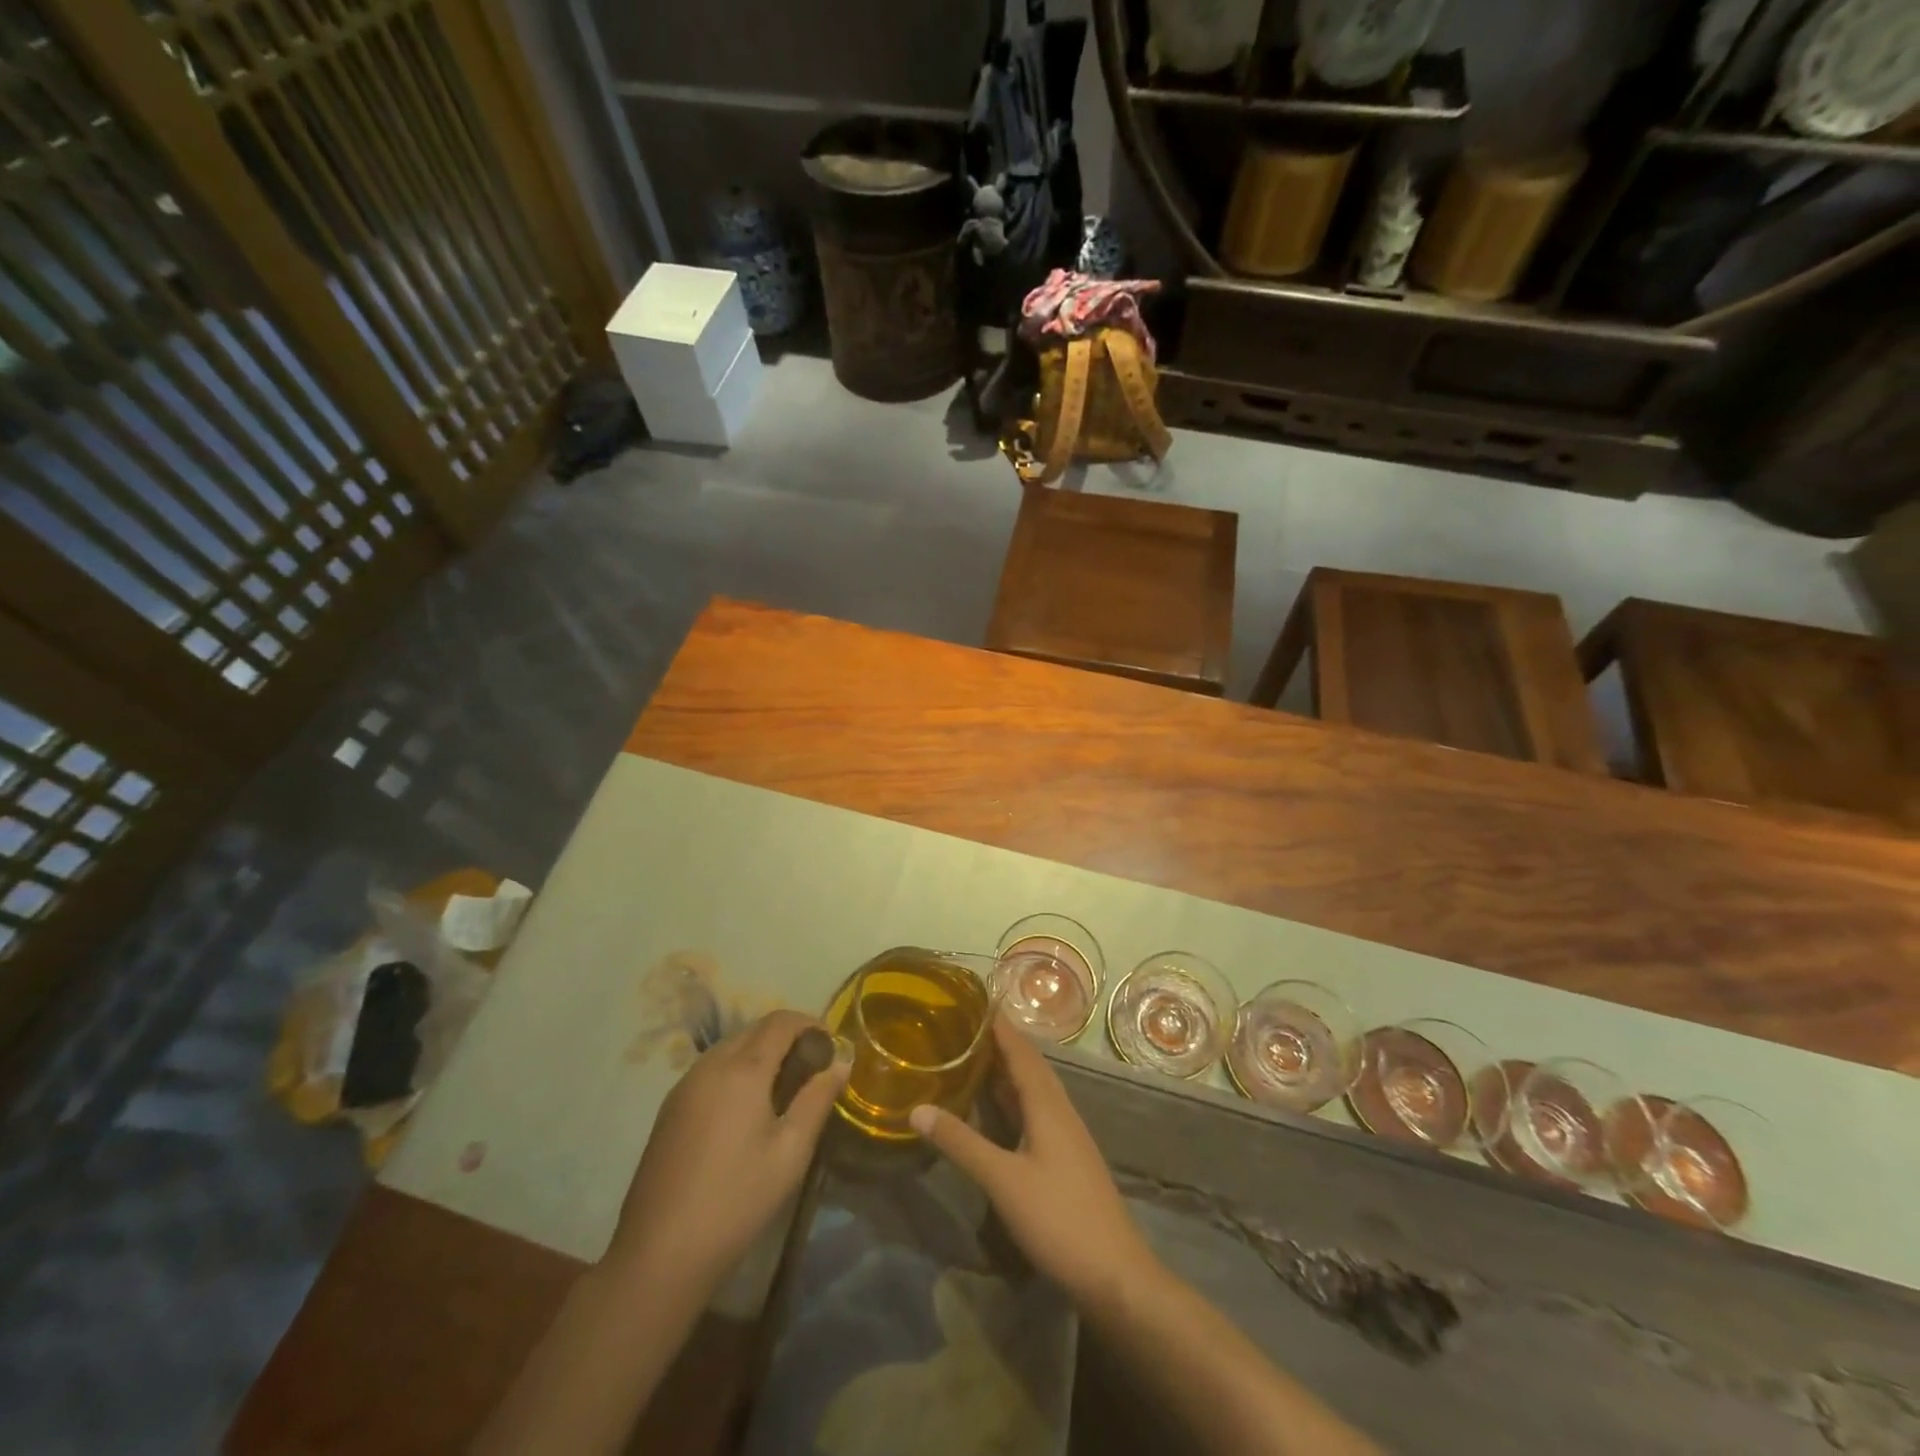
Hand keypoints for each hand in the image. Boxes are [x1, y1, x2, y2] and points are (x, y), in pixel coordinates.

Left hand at [607, 1010, 848, 1288]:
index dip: (810, 1024)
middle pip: (755, 1030)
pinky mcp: (670, 1109)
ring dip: (761, 1053)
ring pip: (731, 1048)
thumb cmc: (736, 1200)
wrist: (658, 1255)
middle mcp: (710, 1065)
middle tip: (813, 1069)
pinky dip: (737, 1071)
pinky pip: (711, 1070)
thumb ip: (817, 1098)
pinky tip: (747, 1109)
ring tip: (784, 1089)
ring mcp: (684, 1086)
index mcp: (742, 1069)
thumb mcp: (791, 1152)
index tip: (832, 1047)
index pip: (781, 1021)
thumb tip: (841, 1061)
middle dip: (788, 1038)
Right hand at [910, 1015, 1154, 1310]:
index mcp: (1048, 1104)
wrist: (1115, 1274)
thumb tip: (917, 1108)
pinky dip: (1016, 1098)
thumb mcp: (1002, 1180)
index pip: (1021, 1050)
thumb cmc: (1058, 1218)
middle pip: (1030, 1065)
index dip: (1000, 1025)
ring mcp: (1067, 1134)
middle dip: (1001, 1042)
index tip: (974, 1001)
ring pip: (1035, 1088)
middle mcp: (1060, 1109)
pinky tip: (1000, 1109)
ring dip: (1008, 1070)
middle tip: (965, 1026)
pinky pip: (1038, 1110)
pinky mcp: (1067, 1157)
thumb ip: (960, 1143)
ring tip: (975, 1057)